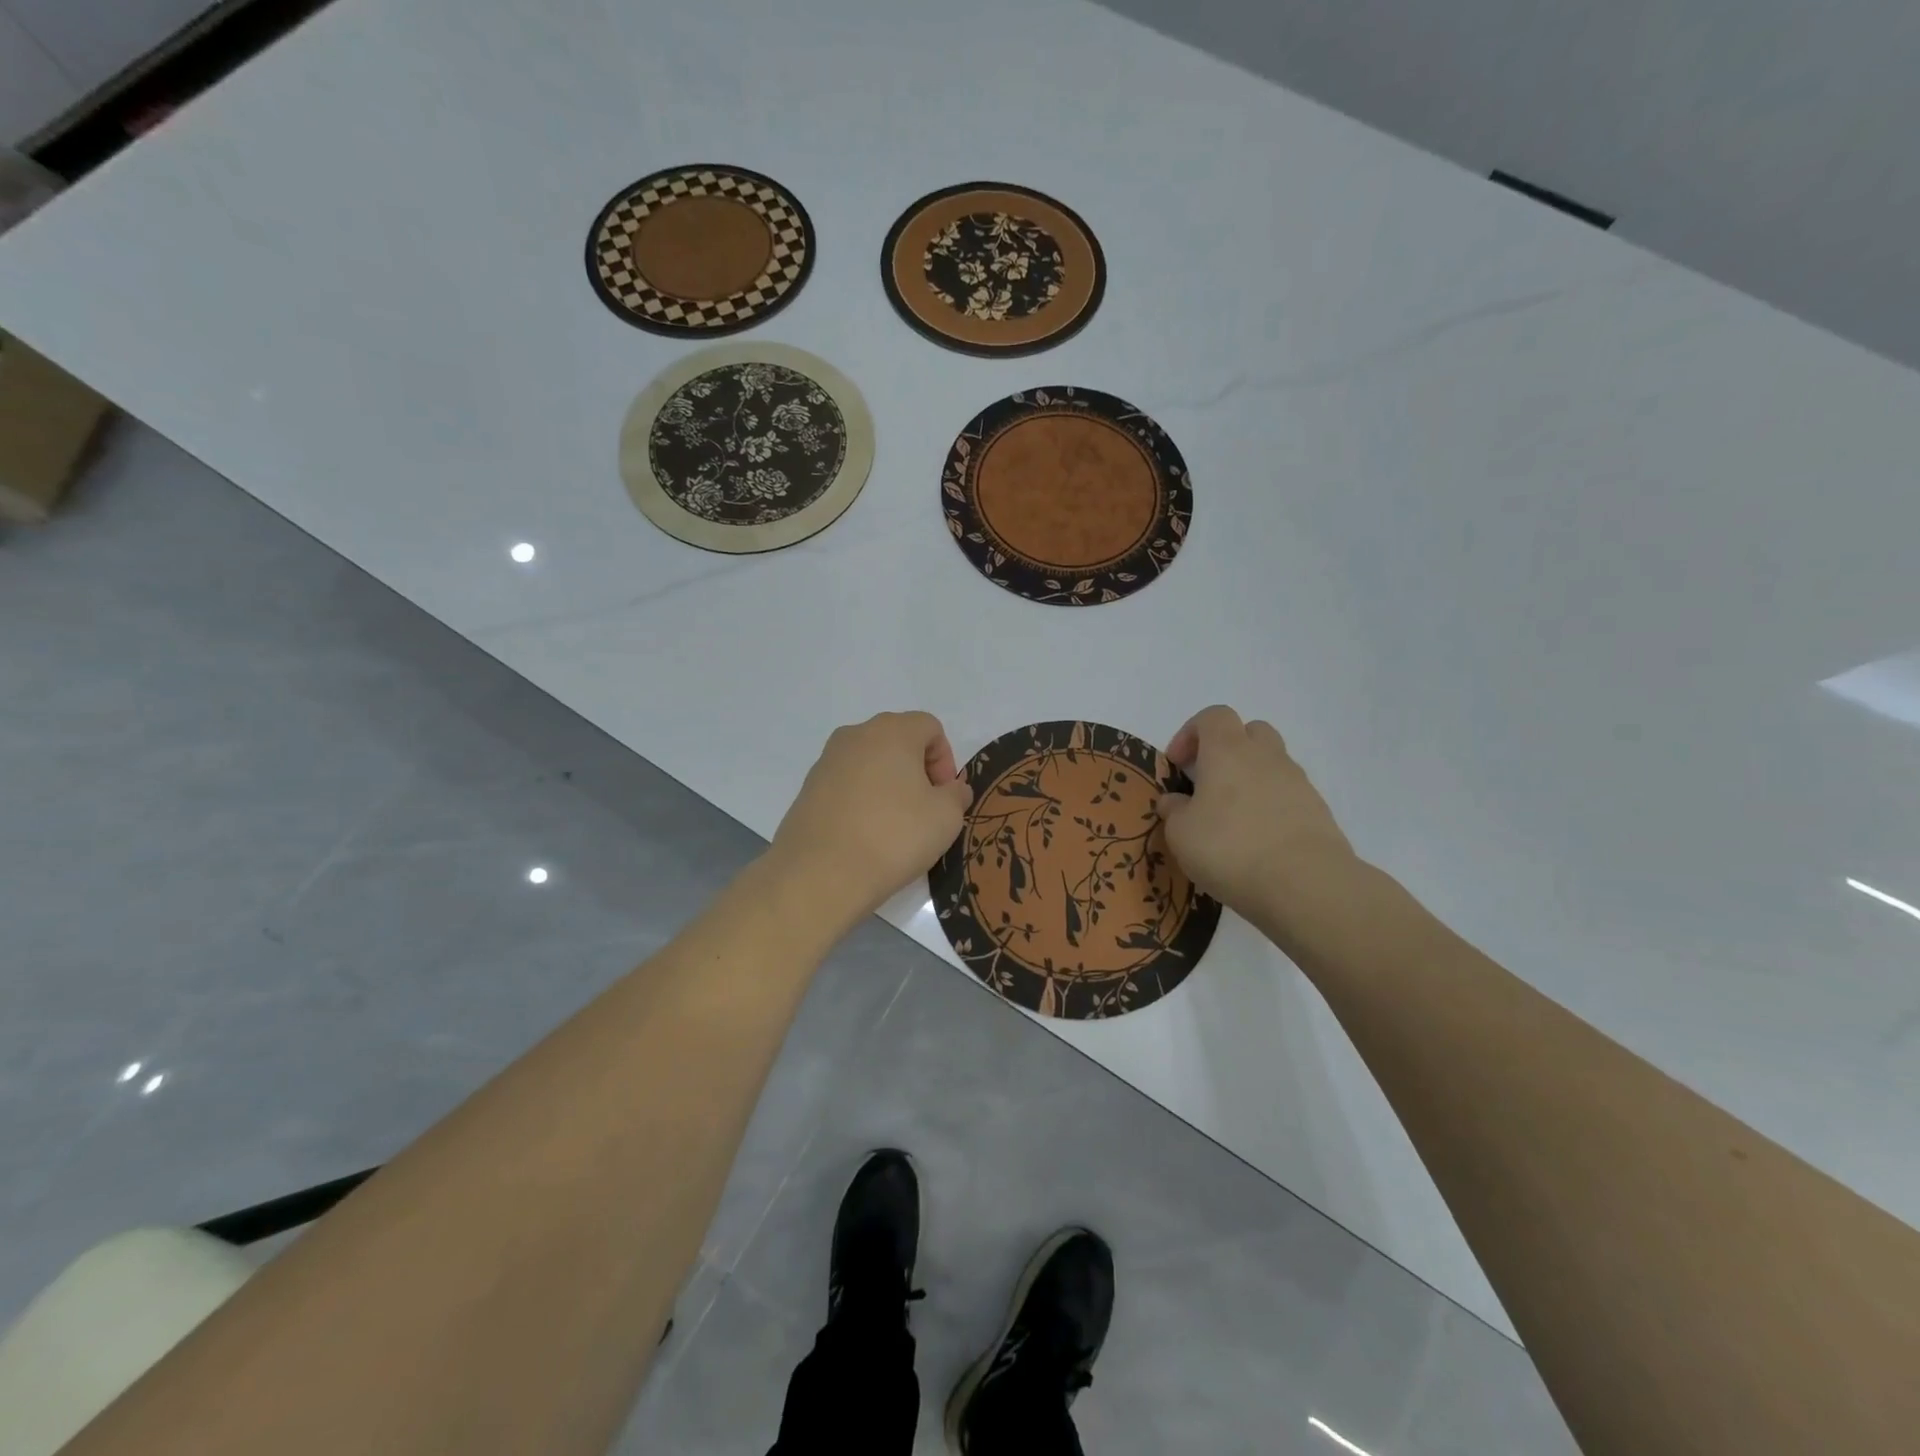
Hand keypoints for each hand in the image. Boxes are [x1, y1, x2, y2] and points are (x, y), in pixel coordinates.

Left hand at [769, 711, 972, 926]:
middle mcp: (855, 735)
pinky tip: (865, 835)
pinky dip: (862, 801)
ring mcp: (826, 761)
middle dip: (917, 771)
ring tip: (894, 827)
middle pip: (898, 741)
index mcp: (891, 731)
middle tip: (924, 811)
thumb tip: (951, 789)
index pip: (930, 727)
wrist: (820, 874)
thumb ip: (957, 795)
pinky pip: (846, 785)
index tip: (944, 797)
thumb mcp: (946, 818)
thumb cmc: (894, 836)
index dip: (945, 760)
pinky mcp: (807, 789)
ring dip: (888, 785)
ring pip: (870, 763)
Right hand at [1157, 705, 1358, 934]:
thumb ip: (1174, 811)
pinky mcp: (1318, 811)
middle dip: (1227, 749)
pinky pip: (1289, 795)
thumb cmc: (1230, 848)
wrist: (1305, 884)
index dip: (1191, 733)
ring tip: (1233, 818)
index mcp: (1228, 751)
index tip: (1178, 764)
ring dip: (1251, 778)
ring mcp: (1298, 782)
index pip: (1213, 716)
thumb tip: (1175, 801)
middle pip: (1250, 731)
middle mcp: (1266, 756)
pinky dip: (1272, 807)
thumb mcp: (1181, 833)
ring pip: (1272, 763)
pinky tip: (1259, 841)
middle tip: (1209, 782)